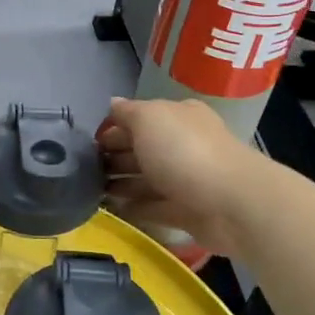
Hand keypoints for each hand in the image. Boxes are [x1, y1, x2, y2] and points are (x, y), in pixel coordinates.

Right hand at [98, 96, 261, 258]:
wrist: (231, 202)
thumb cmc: (185, 151)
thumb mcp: (149, 118)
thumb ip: (127, 112)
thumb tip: (112, 103)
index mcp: (178, 116)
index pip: (139, 118)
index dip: (113, 128)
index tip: (88, 143)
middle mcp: (184, 144)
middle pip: (143, 149)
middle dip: (114, 157)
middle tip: (83, 170)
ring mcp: (187, 179)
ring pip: (148, 179)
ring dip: (122, 184)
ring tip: (91, 191)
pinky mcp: (188, 211)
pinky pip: (156, 207)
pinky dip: (137, 207)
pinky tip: (114, 210)